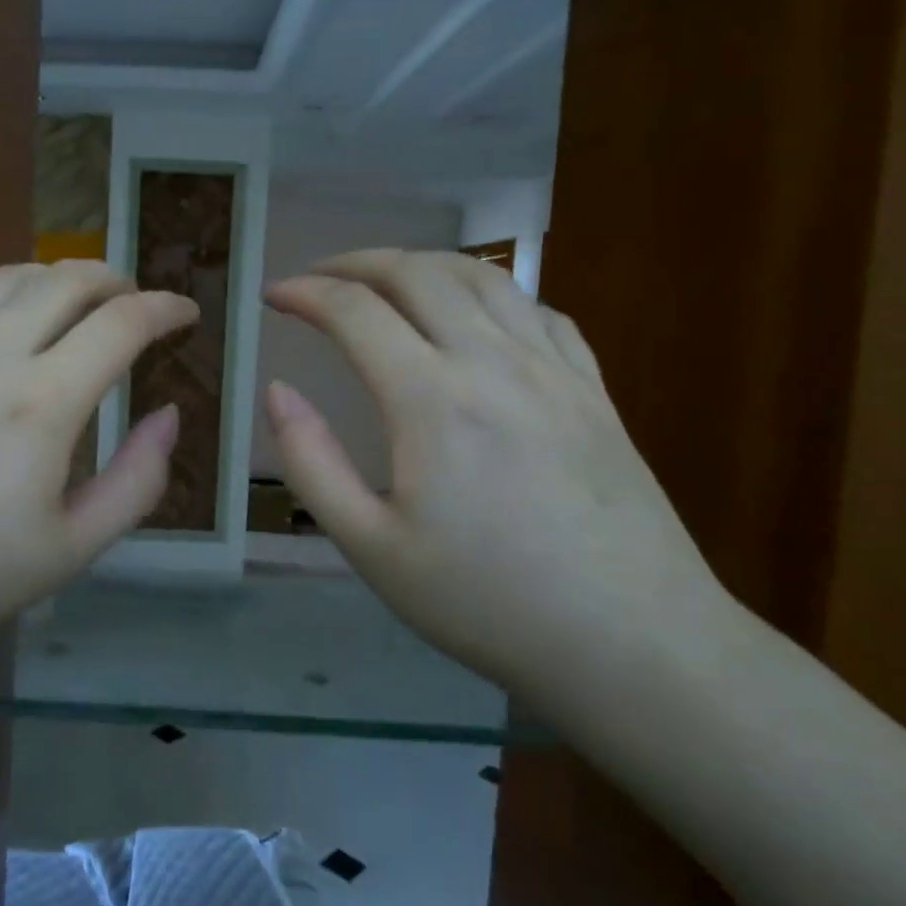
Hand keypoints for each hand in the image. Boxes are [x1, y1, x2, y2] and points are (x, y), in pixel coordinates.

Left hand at [0, 261, 195, 657]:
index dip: (166, 308)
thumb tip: (169, 416)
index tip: (186, 314)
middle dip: (116, 281)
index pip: (123, 324)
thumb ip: (137, 481)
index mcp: (42, 405)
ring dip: (55, 280)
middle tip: (134, 304)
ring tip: (73, 304)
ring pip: (8, 278)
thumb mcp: (71, 550)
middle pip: (68, 280)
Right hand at [263, 250, 727, 698]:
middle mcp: (493, 361)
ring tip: (386, 278)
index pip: (355, 311)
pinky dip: (489, 291)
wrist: (633, 644)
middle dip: (356, 262)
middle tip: (317, 277)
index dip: (305, 293)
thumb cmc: (486, 602)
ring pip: (482, 276)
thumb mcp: (371, 547)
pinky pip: (537, 309)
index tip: (273, 295)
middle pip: (417, 272)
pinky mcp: (594, 388)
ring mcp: (553, 368)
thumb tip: (278, 392)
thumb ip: (311, 463)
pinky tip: (475, 314)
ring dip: (421, 263)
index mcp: (431, 398)